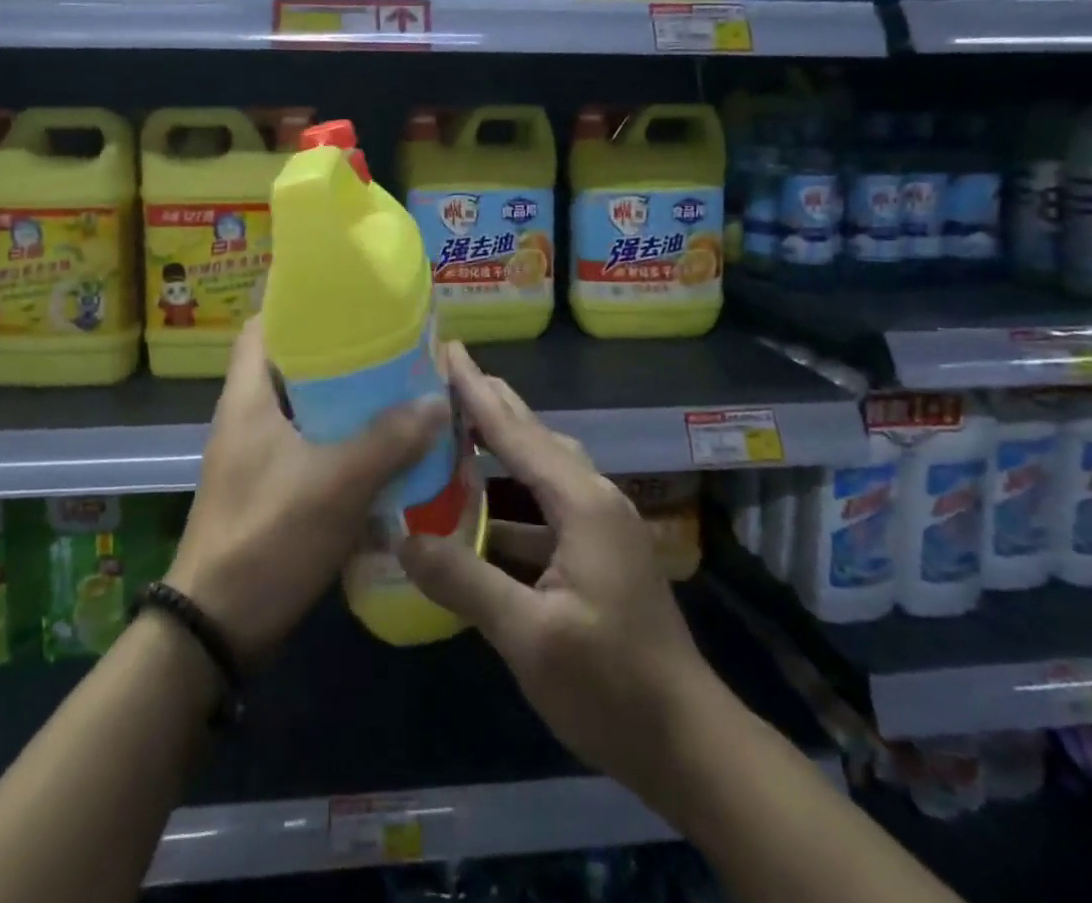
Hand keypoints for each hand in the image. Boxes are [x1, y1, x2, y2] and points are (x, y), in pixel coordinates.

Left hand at [166, 318, 443, 668]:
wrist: (217, 628)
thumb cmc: (267, 536)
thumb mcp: (335, 483)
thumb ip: (389, 440)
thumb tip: (438, 400)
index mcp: (248, 397)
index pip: (265, 326)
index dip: (300, 304)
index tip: (349, 299)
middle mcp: (249, 417)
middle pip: (295, 365)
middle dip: (341, 355)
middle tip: (393, 346)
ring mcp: (258, 455)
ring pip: (308, 409)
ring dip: (348, 402)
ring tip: (399, 390)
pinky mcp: (272, 489)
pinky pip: (313, 447)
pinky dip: (345, 441)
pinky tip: (386, 447)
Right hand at [399, 344, 717, 821]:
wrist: (688, 742)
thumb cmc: (611, 685)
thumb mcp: (530, 637)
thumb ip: (465, 581)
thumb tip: (403, 539)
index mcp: (581, 502)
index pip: (516, 432)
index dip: (476, 391)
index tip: (447, 349)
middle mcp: (593, 498)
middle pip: (533, 436)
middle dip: (490, 402)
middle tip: (446, 371)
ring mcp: (599, 525)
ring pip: (540, 467)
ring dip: (500, 445)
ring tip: (455, 426)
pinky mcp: (597, 551)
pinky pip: (544, 503)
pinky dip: (509, 494)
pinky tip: (480, 507)